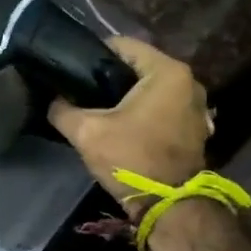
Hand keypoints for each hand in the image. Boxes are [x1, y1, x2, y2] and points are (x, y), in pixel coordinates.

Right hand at [48, 36, 210, 204]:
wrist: (169, 206)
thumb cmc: (131, 159)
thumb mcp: (86, 132)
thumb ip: (63, 110)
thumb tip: (54, 101)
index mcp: (167, 71)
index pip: (123, 45)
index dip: (93, 55)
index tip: (73, 71)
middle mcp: (189, 82)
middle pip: (138, 68)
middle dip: (110, 78)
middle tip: (82, 93)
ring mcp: (196, 106)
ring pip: (151, 90)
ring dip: (127, 98)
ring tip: (100, 111)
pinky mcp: (194, 128)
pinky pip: (162, 109)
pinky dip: (144, 113)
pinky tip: (123, 128)